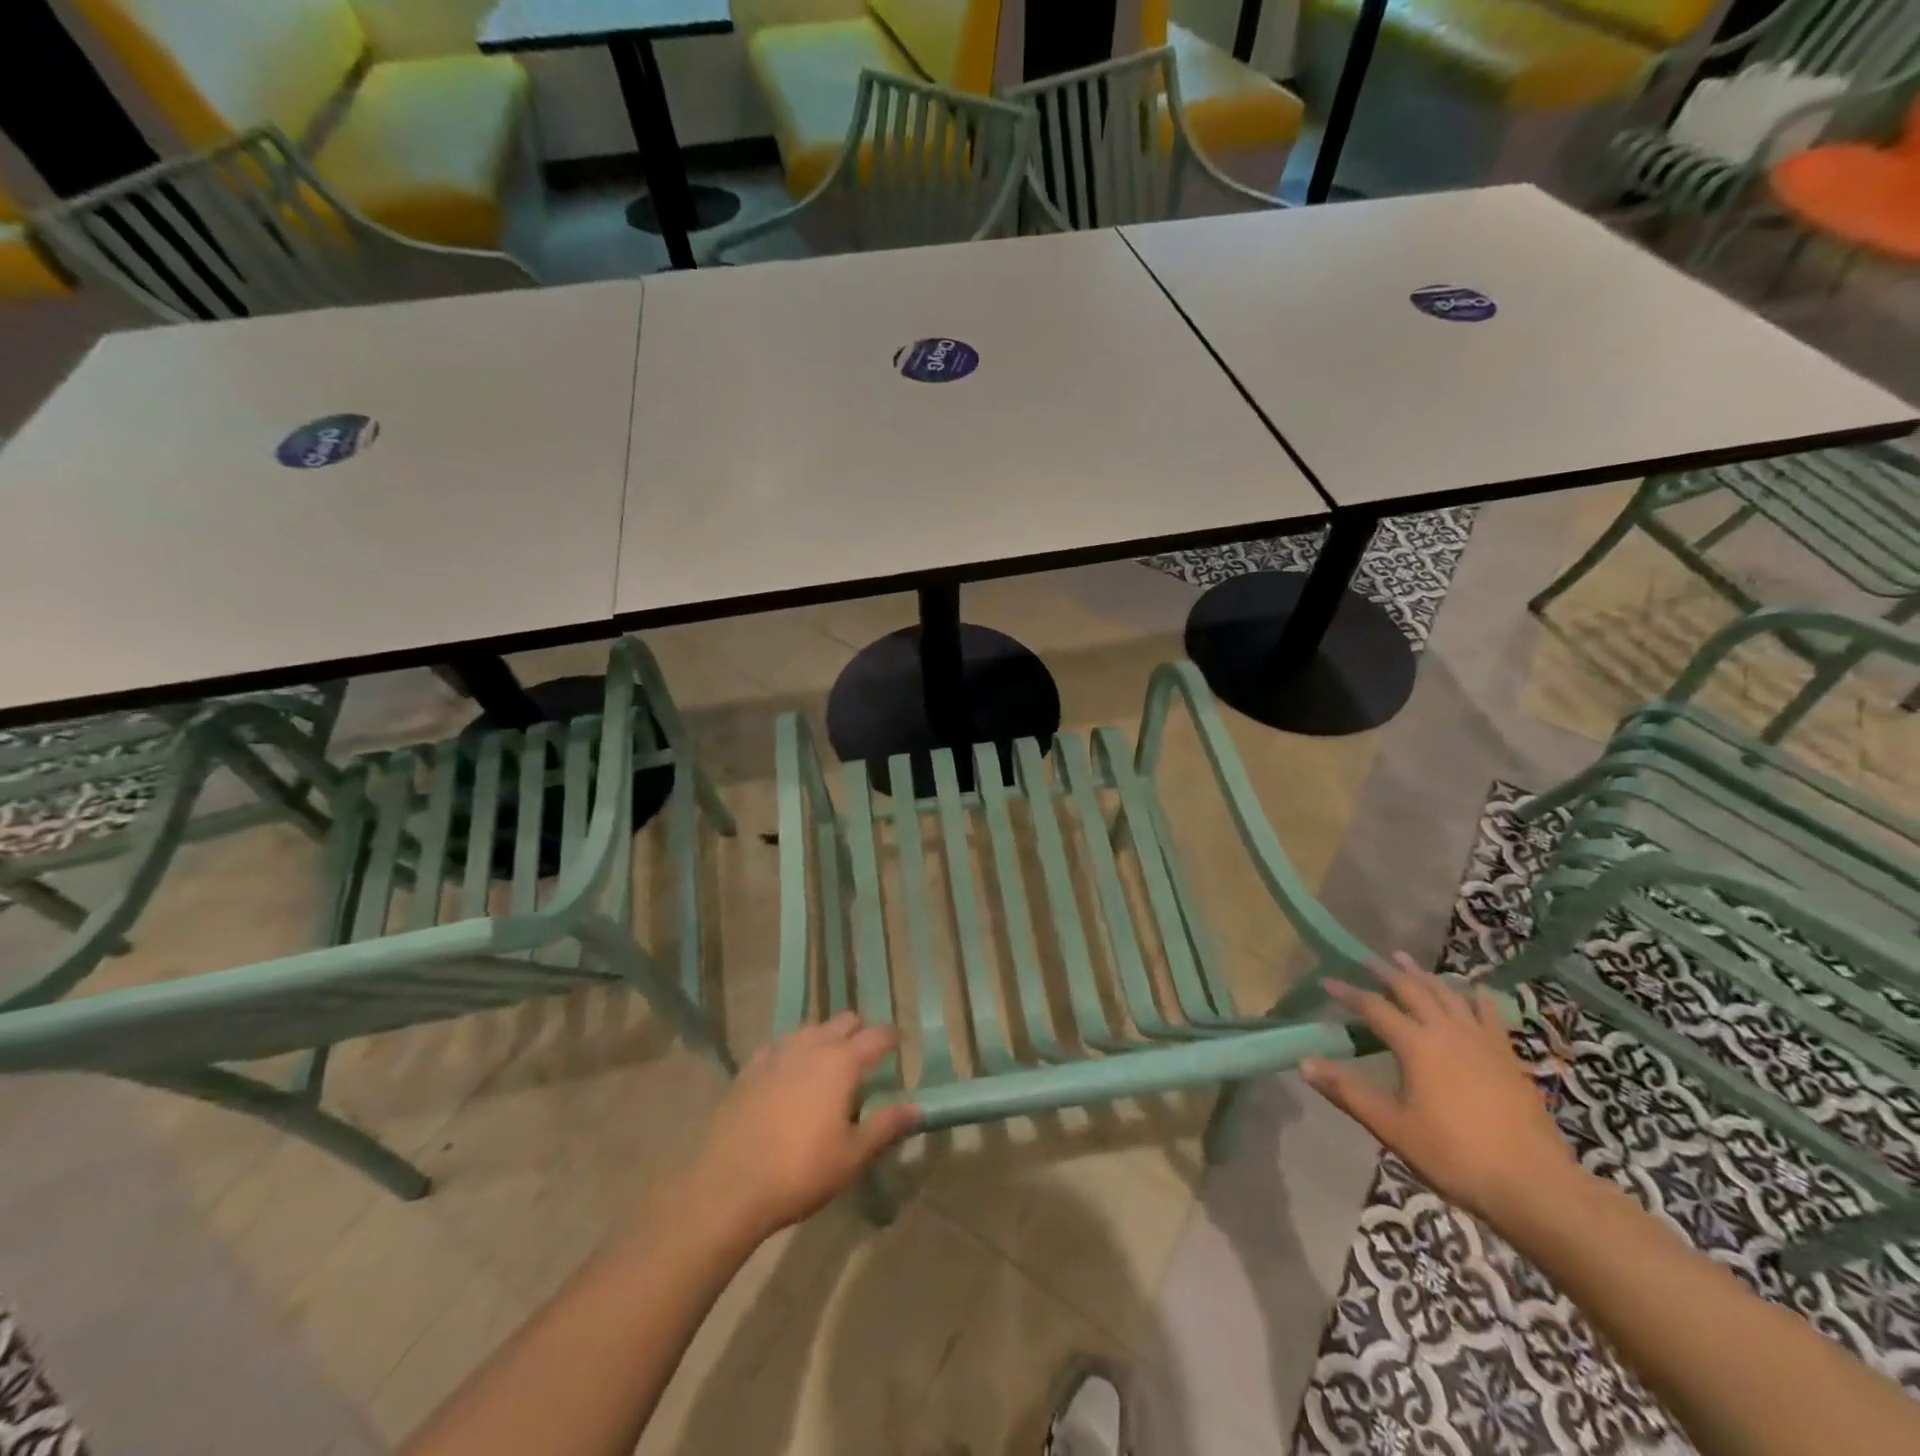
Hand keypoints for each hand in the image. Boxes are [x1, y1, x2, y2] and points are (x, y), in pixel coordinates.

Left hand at [682, 1014, 920, 1245]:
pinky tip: (789, 1077)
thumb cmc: (800, 1171)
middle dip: (859, 1032)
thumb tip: (918, 1107)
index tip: (900, 1048)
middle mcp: (812, 1046)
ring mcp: (777, 1053)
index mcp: (842, 1062)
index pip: (877, 1035)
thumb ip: (886, 1126)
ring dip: (825, 1039)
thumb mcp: (852, 1156)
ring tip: (828, 1068)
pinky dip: (792, 1053)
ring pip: (810, 1029)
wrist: (727, 1186)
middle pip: (844, 1020)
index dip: (892, 1039)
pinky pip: (779, 1046)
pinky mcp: (750, 1068)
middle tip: (866, 1061)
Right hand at [1300, 954, 1578, 1223]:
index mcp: (1417, 1045)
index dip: (1348, 993)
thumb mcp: (1392, 1127)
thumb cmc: (1455, 1156)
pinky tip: (1473, 991)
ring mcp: (1483, 1042)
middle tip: (1367, 960)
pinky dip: (1475, 997)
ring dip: (1424, 975)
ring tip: (1407, 961)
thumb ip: (1347, 1092)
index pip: (1374, 1007)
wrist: (1535, 1185)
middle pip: (1412, 990)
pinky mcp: (1508, 1057)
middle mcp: (1448, 1032)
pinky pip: (1488, 1014)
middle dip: (1386, 973)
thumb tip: (1304, 1062)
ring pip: (1448, 994)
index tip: (1327, 981)